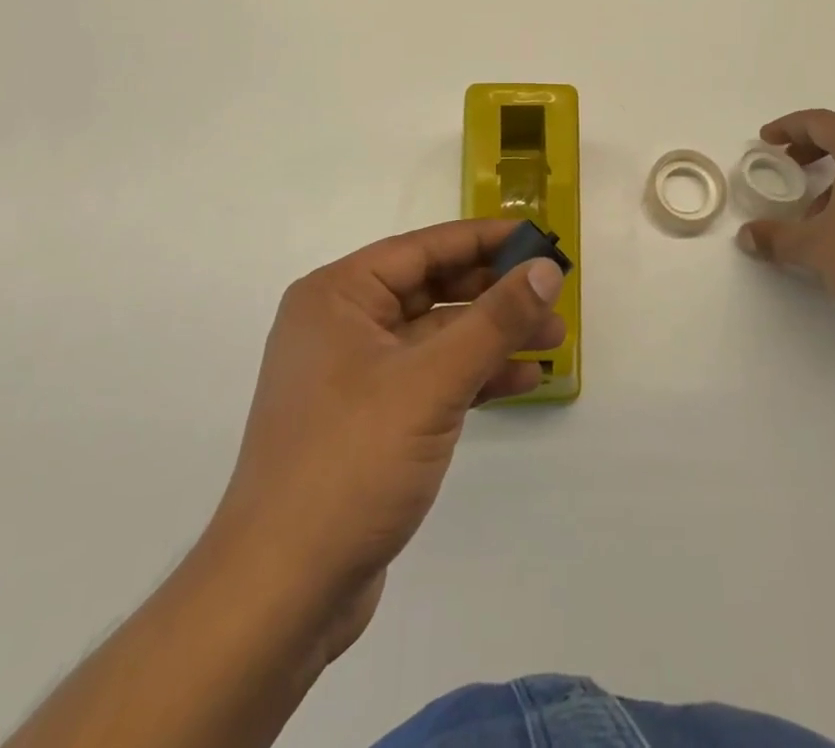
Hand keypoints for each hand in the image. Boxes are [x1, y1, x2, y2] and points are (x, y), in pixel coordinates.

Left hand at [205, 218, 565, 663]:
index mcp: (338, 296)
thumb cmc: (351, 462)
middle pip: (431, 289)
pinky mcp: (368, 420)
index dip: (484, 239)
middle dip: (494, 294)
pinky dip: (472, 376)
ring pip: (435, 336)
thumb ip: (494, 321)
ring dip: (490, 337)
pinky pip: (428, 378)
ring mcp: (352, 375)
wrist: (281, 594)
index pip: (423, 248)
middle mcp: (341, 324)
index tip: (537, 239)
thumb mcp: (432, 382)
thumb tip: (546, 268)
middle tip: (553, 296)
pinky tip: (521, 380)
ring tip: (553, 341)